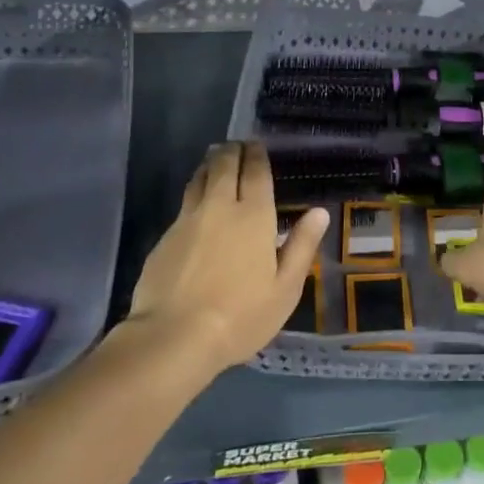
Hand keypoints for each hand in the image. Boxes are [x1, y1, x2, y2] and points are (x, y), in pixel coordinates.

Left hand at [123, 142, 328, 374]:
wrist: (173, 337)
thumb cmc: (241, 315)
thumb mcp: (285, 287)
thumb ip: (302, 246)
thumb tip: (319, 212)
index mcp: (254, 216)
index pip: (255, 172)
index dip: (256, 155)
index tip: (256, 145)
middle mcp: (219, 207)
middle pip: (223, 166)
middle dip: (231, 152)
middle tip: (236, 146)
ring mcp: (187, 220)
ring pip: (198, 180)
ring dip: (209, 166)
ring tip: (214, 161)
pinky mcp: (164, 238)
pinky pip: (184, 203)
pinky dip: (194, 192)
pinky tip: (196, 203)